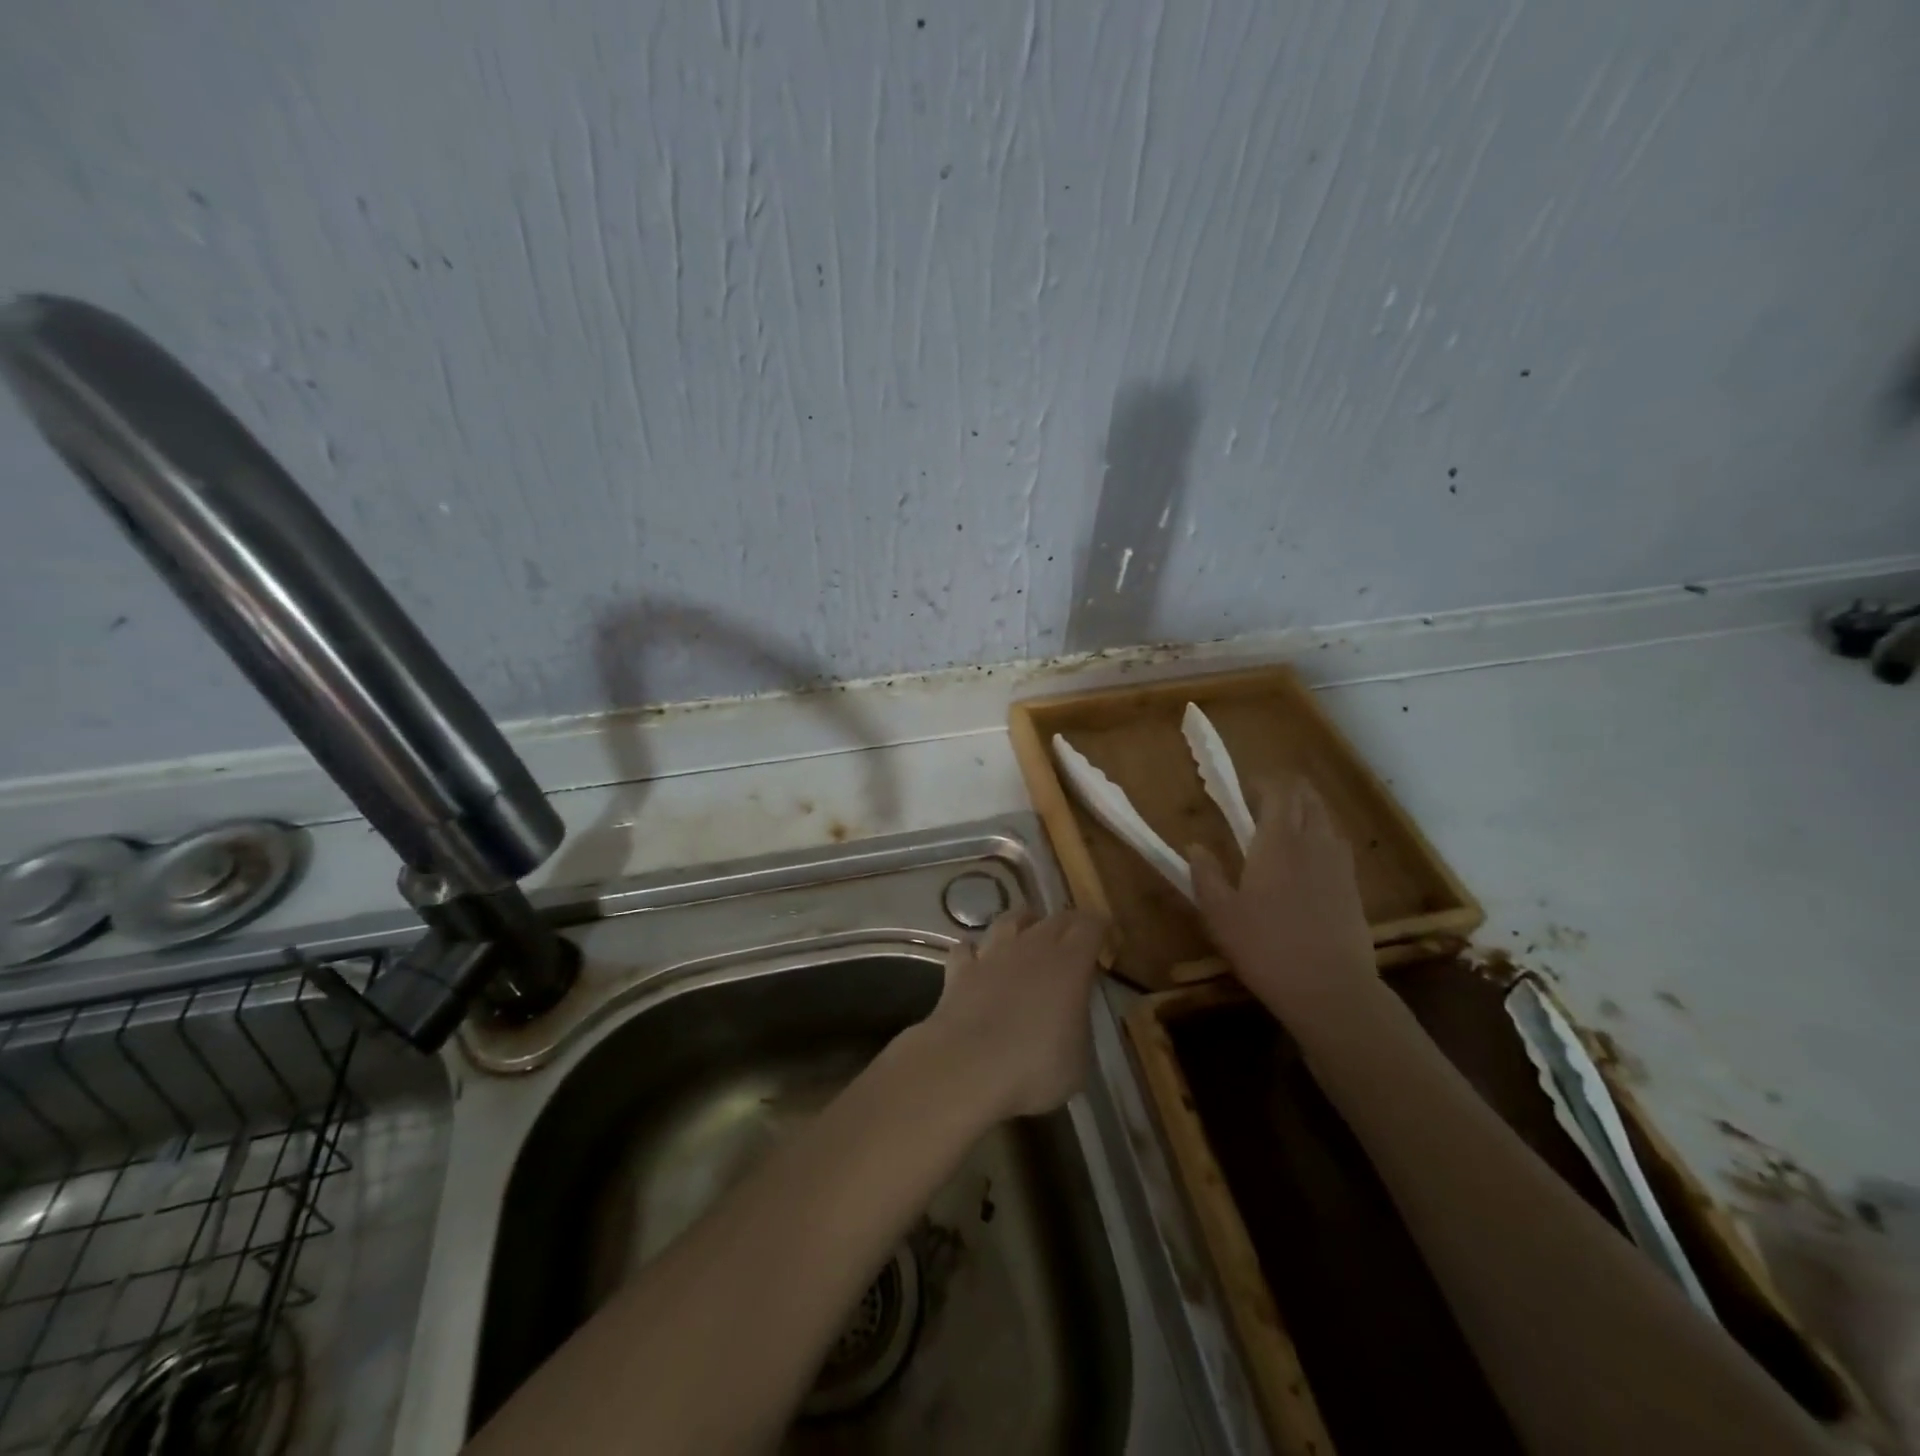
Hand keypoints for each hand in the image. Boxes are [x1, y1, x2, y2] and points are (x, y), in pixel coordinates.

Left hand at [915, 909, 1107, 1120]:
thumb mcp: (1078, 1061)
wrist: (965, 1069)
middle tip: (1074, 937)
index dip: (1100, 927)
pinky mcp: (959, 971)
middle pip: (1054, 919)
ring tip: (1027, 933)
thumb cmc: (1033, 1069)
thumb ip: (1080, 1027)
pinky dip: (975, 951)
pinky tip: (977, 960)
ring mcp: (991, 955)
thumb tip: (1073, 1017)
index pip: (1090, 927)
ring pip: (1008, 920)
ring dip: (1021, 924)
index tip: (1107, 935)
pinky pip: (967, 949)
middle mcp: (1031, 947)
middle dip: (1067, 923)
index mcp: (1069, 965)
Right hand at [1188, 779, 1377, 1023]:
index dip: (1265, 783)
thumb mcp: (1220, 914)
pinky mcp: (1354, 888)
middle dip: (1289, 791)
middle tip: (1265, 800)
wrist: (1331, 990)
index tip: (1247, 787)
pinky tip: (1310, 859)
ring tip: (1287, 824)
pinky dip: (1323, 837)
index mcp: (1278, 842)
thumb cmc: (1266, 947)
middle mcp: (1313, 843)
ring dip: (1308, 812)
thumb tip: (1195, 846)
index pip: (1280, 793)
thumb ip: (1206, 875)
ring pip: (1327, 820)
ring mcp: (1339, 866)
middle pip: (1309, 799)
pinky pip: (1338, 846)